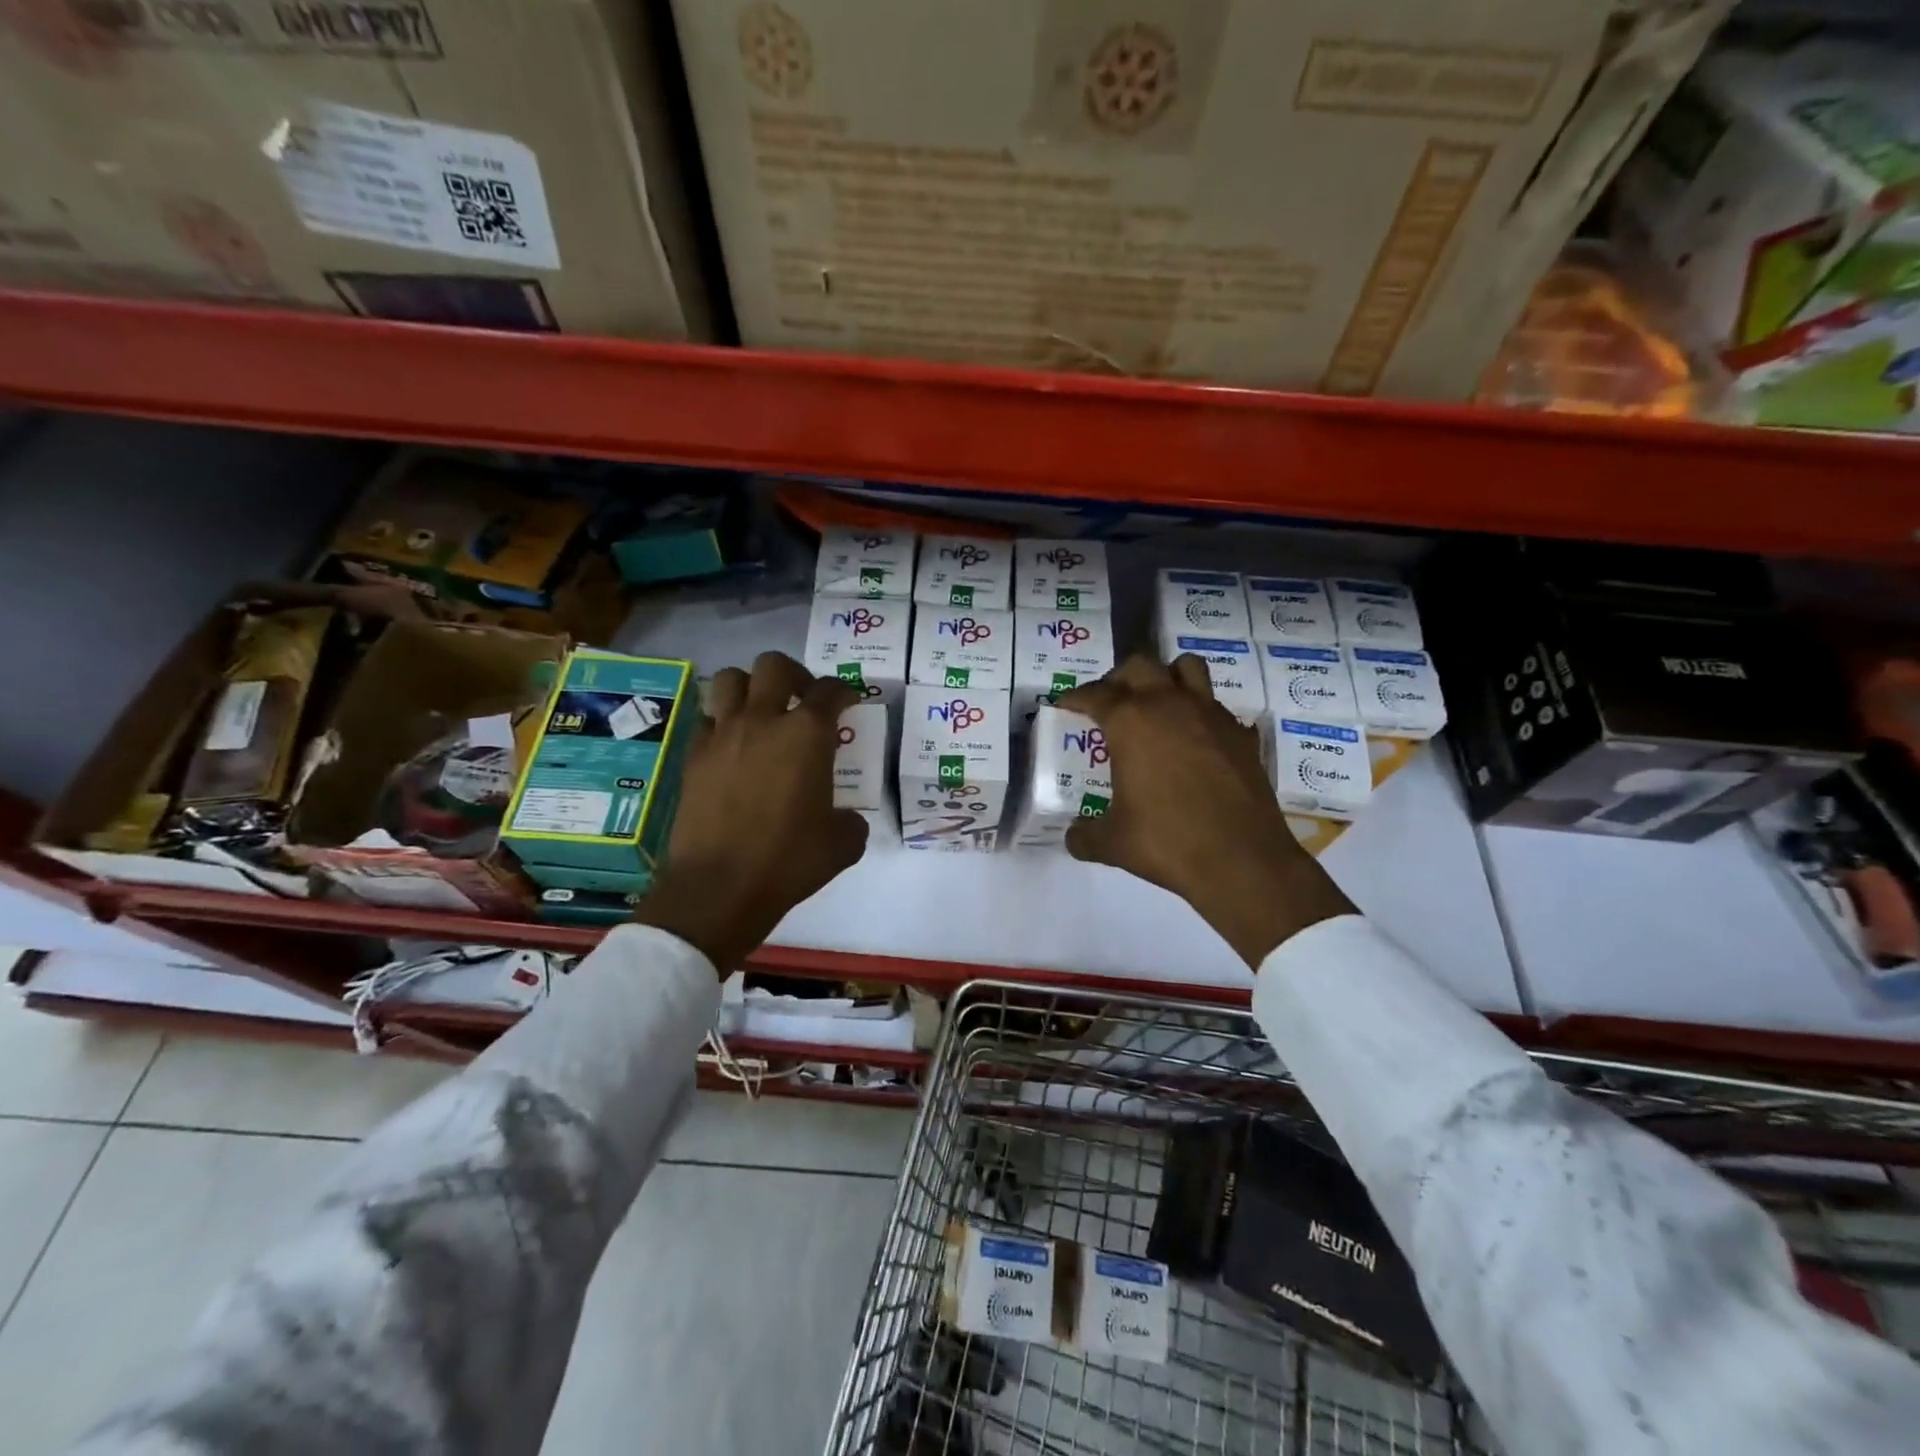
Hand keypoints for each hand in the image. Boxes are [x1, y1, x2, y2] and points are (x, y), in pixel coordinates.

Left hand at [631, 652, 866, 971]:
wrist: (719, 887)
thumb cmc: (788, 861)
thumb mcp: (842, 844)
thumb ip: (851, 821)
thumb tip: (846, 819)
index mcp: (807, 735)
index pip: (830, 690)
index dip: (843, 690)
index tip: (848, 700)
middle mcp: (763, 721)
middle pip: (774, 666)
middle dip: (794, 674)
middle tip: (802, 698)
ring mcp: (722, 735)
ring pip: (729, 679)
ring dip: (749, 687)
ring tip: (761, 711)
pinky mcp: (692, 756)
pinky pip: (706, 720)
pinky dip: (721, 723)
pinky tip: (731, 746)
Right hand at [1057, 654, 1353, 967]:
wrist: (1243, 860)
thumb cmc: (1168, 842)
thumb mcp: (1112, 844)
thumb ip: (1085, 835)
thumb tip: (1073, 837)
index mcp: (1131, 722)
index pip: (1095, 694)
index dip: (1075, 697)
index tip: (1066, 704)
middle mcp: (1170, 705)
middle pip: (1139, 666)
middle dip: (1119, 678)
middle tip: (1110, 703)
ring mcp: (1211, 715)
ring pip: (1186, 669)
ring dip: (1166, 677)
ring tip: (1156, 705)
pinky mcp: (1241, 734)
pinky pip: (1216, 707)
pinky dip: (1200, 715)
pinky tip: (1195, 744)